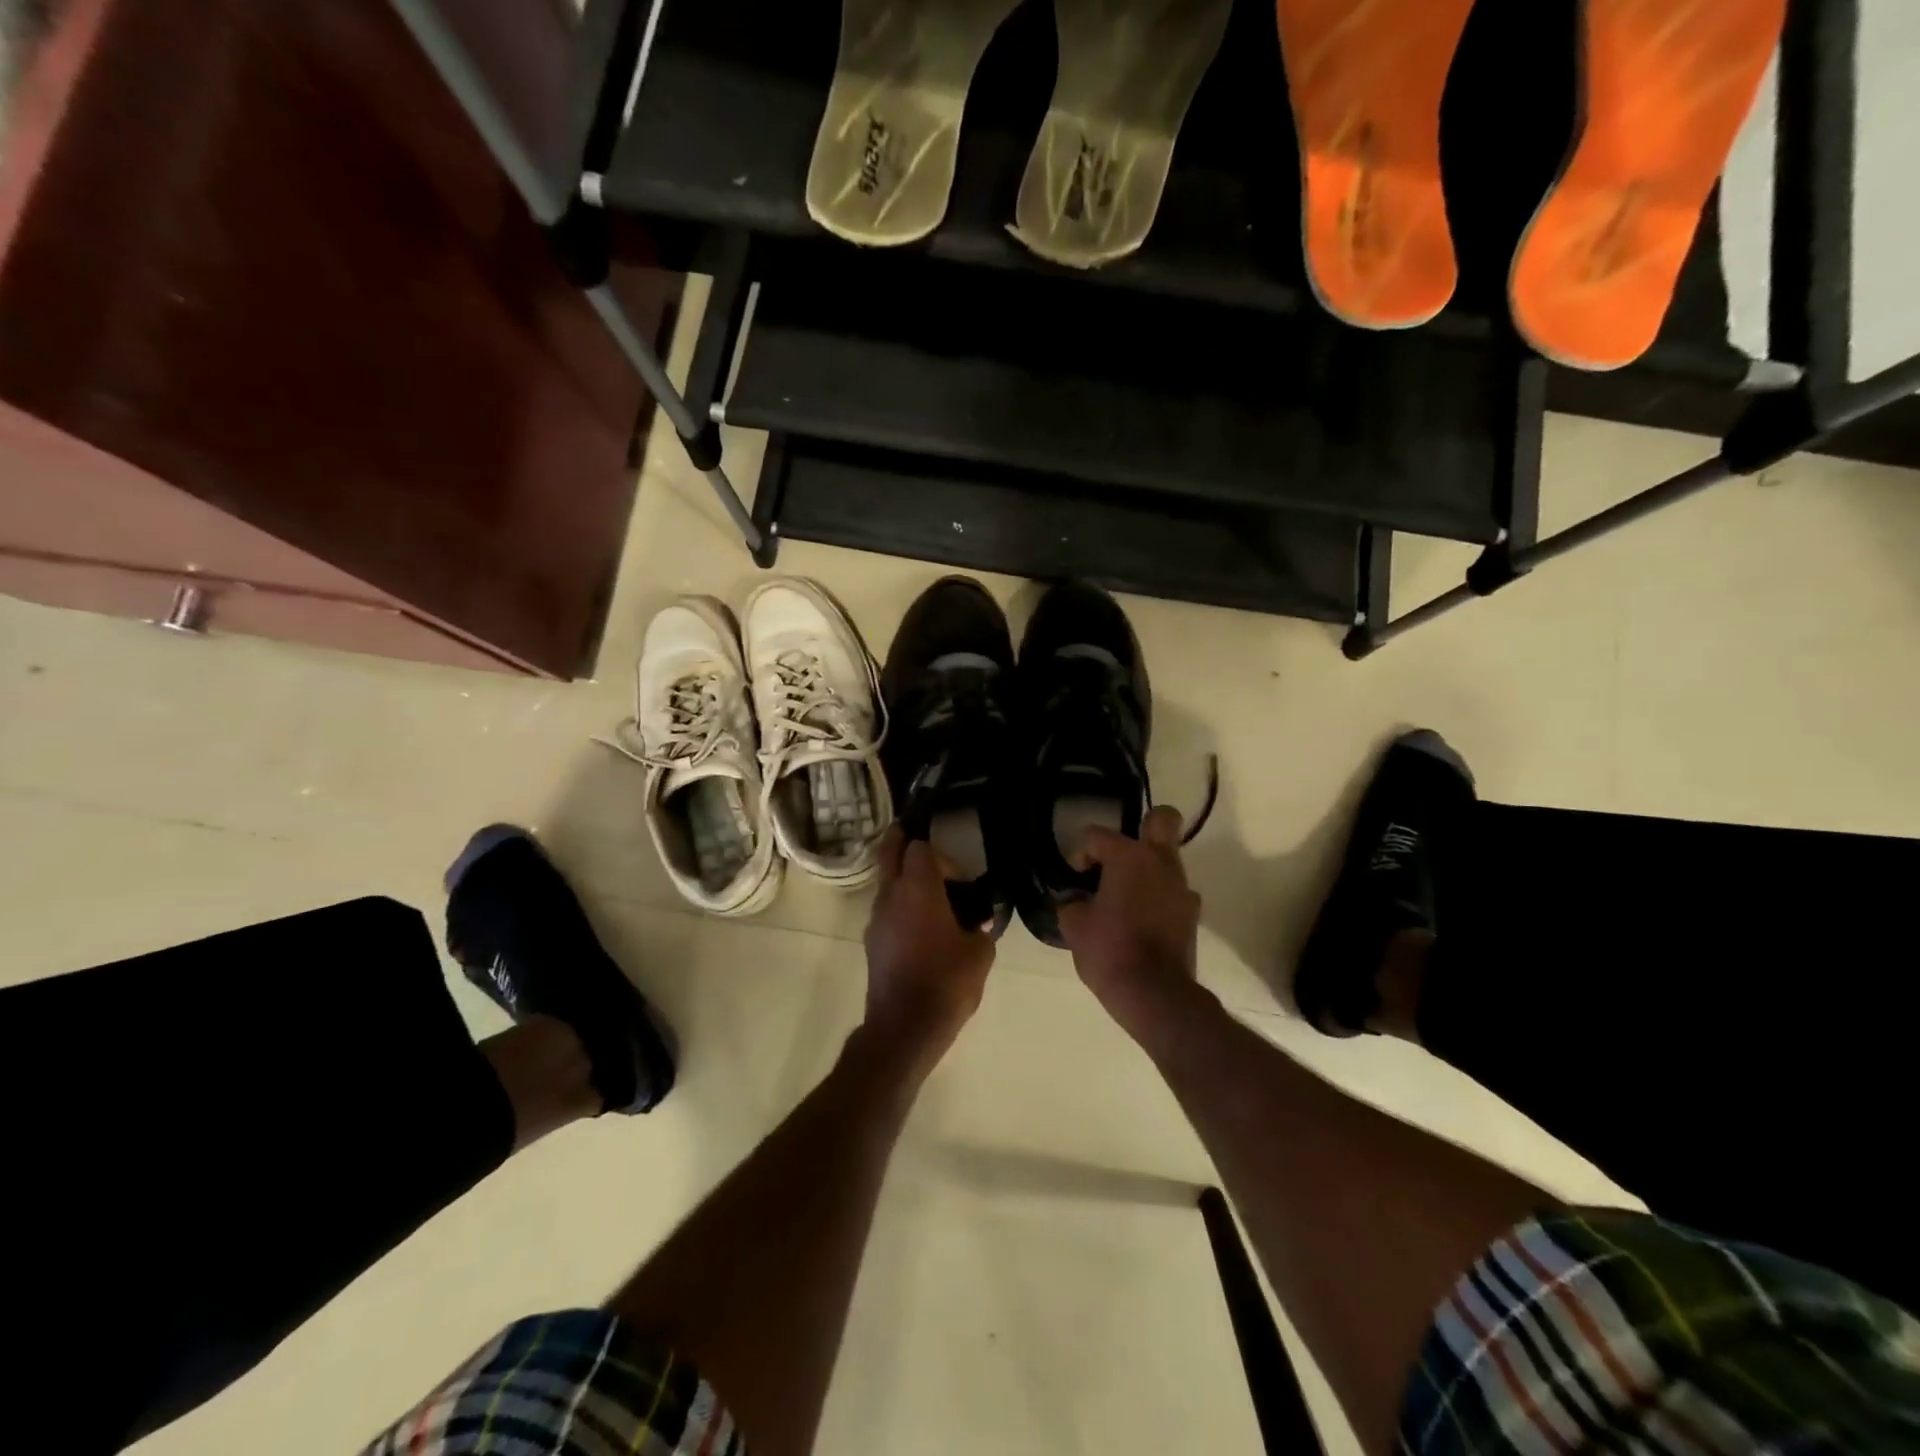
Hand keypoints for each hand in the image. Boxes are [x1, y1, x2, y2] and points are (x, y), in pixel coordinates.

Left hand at [862, 827, 995, 1071]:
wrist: (905, 1027)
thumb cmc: (946, 982)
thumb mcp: (979, 953)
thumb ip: (980, 927)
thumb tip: (977, 921)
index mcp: (918, 889)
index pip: (919, 847)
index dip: (937, 851)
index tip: (956, 870)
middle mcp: (891, 895)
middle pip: (890, 852)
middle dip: (902, 841)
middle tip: (920, 840)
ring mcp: (876, 918)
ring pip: (886, 883)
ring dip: (902, 878)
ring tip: (930, 894)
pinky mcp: (872, 941)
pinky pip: (886, 909)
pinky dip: (900, 905)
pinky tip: (922, 926)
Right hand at [1057, 806, 1203, 1043]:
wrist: (1155, 995)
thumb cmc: (1109, 951)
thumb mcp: (1074, 926)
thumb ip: (1072, 903)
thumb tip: (1076, 900)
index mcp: (1129, 857)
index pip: (1097, 836)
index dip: (1081, 854)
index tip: (1076, 879)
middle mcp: (1161, 863)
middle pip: (1162, 820)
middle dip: (1144, 827)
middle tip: (1121, 855)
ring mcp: (1182, 888)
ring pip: (1168, 859)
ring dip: (1148, 870)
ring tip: (1125, 898)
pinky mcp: (1192, 914)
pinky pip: (1173, 892)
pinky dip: (1158, 898)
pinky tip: (1141, 921)